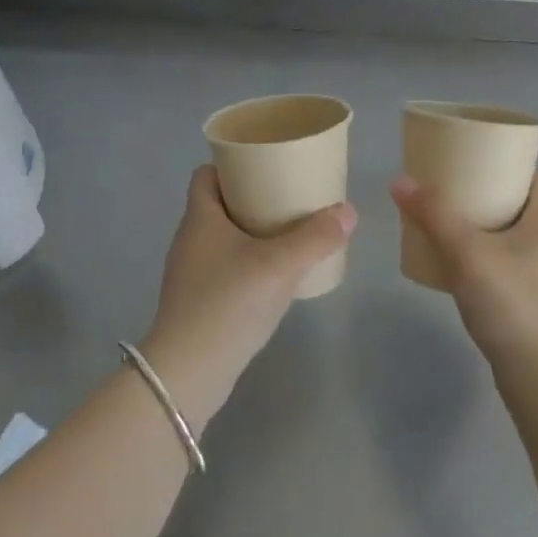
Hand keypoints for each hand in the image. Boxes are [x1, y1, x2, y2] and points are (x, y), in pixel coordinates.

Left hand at [140, 166, 354, 423]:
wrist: (189, 371)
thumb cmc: (229, 303)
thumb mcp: (280, 265)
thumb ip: (316, 237)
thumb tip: (348, 211)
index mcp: (200, 217)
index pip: (206, 174)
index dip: (231, 165)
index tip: (265, 165)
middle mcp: (189, 239)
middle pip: (218, 204)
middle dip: (251, 198)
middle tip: (288, 198)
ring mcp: (190, 272)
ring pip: (223, 238)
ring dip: (251, 233)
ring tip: (288, 234)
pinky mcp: (196, 301)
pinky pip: (224, 267)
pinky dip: (247, 263)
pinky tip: (274, 276)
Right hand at [390, 172, 537, 370]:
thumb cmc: (511, 303)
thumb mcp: (466, 253)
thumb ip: (434, 215)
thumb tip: (400, 180)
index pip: (534, 175)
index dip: (505, 166)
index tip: (471, 166)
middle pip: (527, 204)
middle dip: (493, 196)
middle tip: (456, 197)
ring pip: (525, 235)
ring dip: (496, 228)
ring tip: (459, 230)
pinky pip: (524, 262)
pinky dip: (501, 256)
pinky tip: (473, 269)